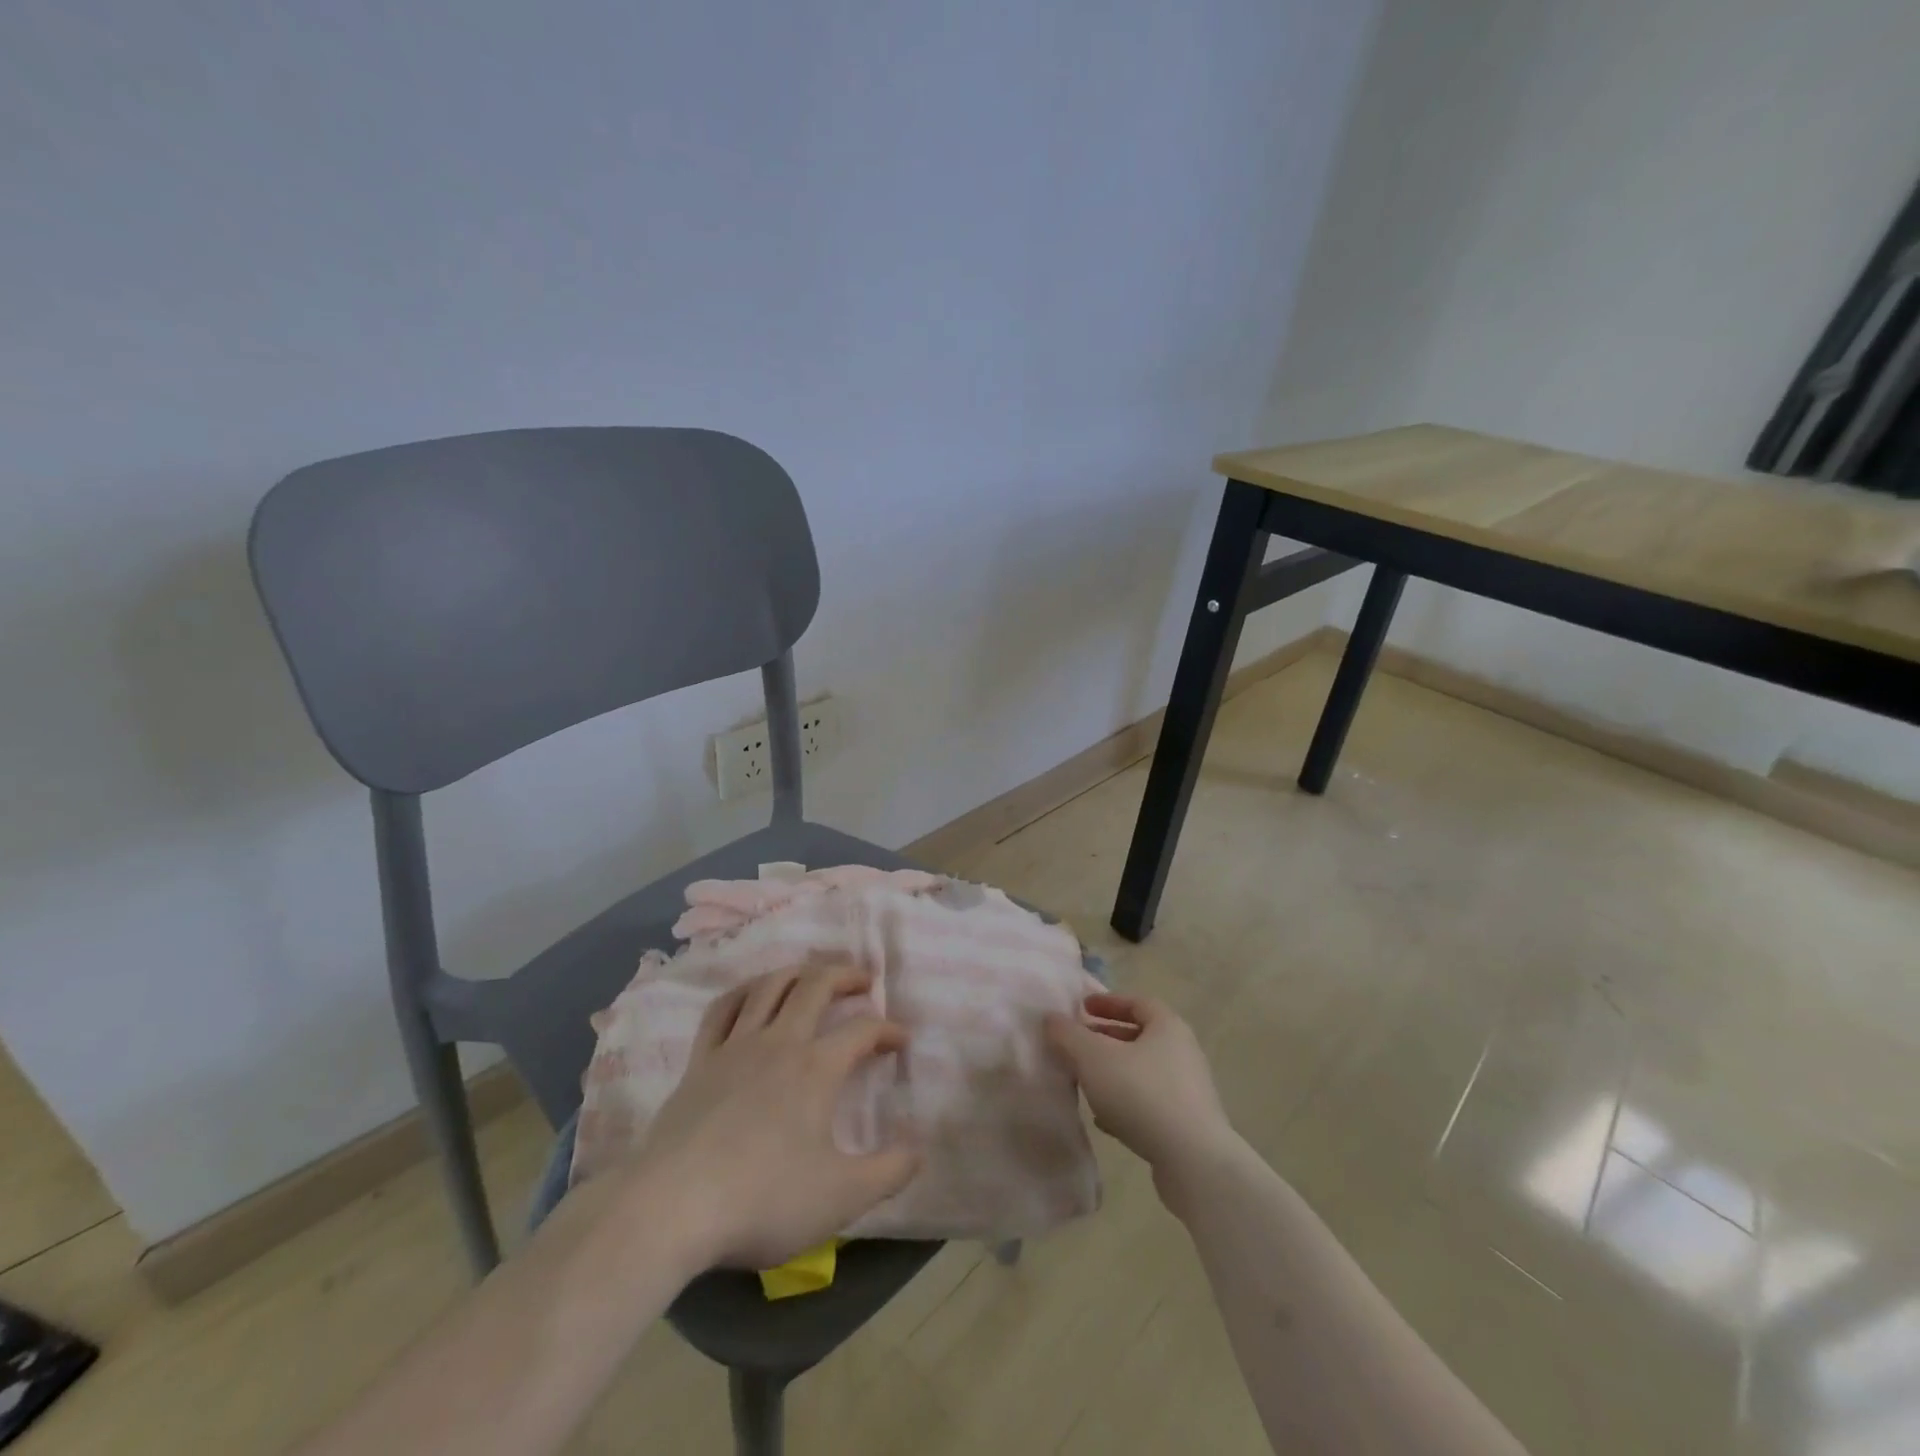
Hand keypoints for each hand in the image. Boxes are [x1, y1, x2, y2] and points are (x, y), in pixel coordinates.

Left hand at [630, 965, 919, 1272]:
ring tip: (813, 975)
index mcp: (816, 1068)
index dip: (888, 1030)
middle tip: (863, 980)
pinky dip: (744, 992)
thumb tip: (920, 1149)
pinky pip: (723, 1009)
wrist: (671, 1208)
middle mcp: (779, 1042)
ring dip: (798, 972)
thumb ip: (889, 1172)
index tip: (901, 1041)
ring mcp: (735, 1047)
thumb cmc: (762, 1200)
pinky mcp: (700, 1061)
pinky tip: (751, 995)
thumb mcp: (840, 1198)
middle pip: (816, 985)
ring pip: (770, 986)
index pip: (863, 1030)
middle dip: (845, 975)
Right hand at [1044, 992, 1240, 1207]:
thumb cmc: (1141, 1094)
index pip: (1137, 1002)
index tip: (1081, 1008)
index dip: (1108, 1002)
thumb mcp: (1093, 1057)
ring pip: (1142, 1071)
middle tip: (1078, 1044)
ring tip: (1085, 1081)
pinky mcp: (1186, 1125)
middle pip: (1140, 1036)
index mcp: (1167, 1026)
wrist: (1193, 1162)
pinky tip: (1103, 1119)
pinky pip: (1150, 1104)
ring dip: (1114, 1072)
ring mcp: (1188, 1090)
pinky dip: (1125, 1103)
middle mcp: (1182, 1052)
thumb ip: (1068, 1035)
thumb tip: (1051, 1019)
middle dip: (1106, 1038)